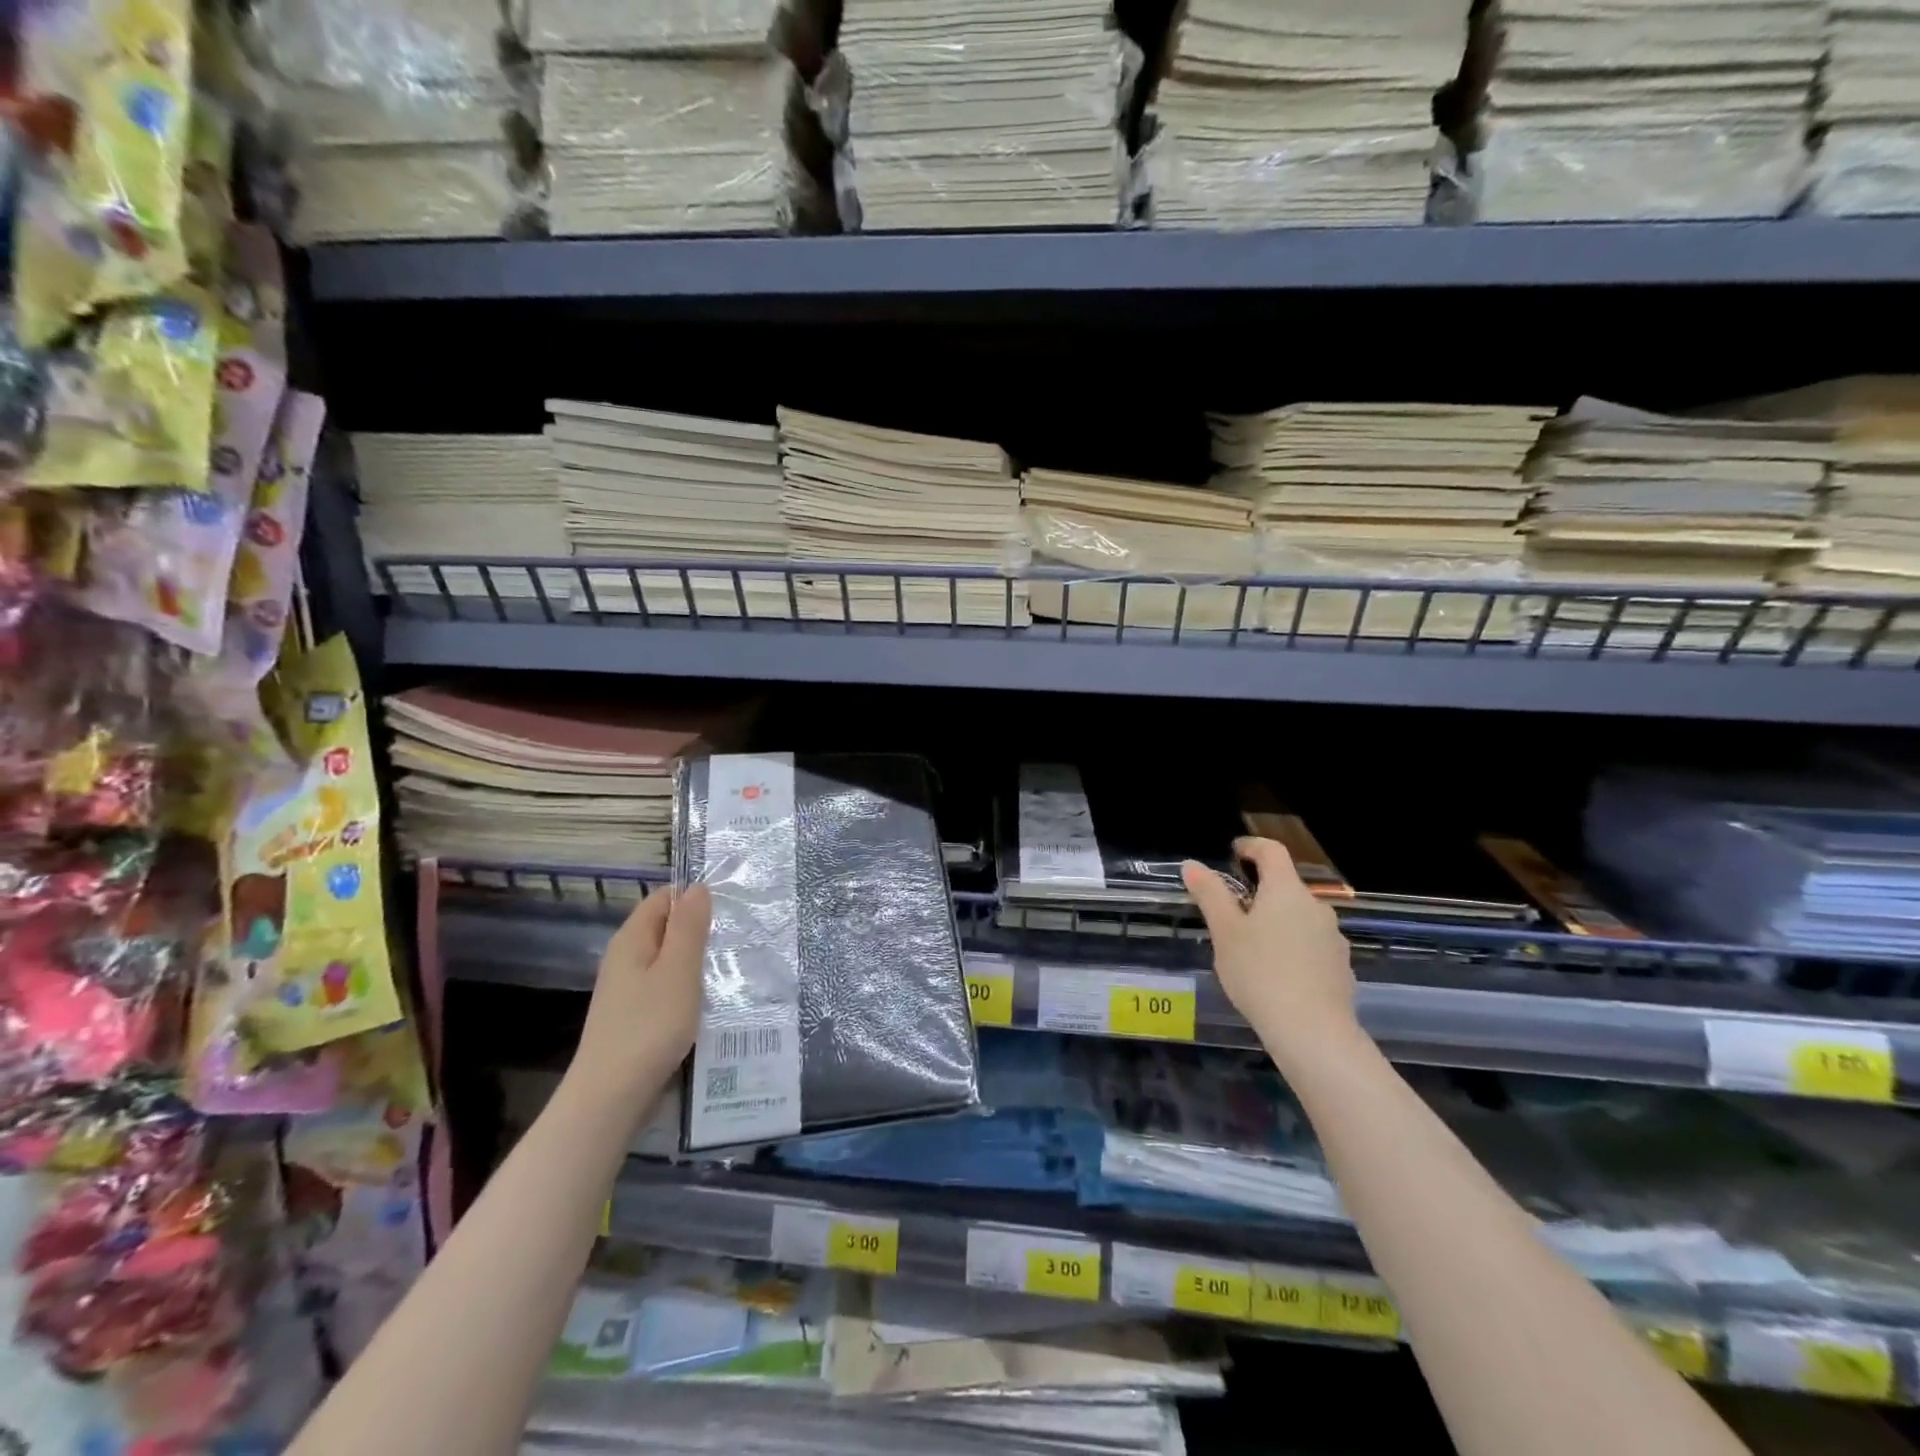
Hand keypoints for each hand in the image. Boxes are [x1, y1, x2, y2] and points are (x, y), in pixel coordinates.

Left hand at [569, 884, 711, 1115]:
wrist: (611, 1098)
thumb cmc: (649, 1027)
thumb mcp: (678, 970)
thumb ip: (689, 927)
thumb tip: (697, 887)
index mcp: (632, 939)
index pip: (664, 897)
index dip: (695, 897)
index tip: (730, 909)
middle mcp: (625, 958)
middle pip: (666, 928)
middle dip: (700, 930)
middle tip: (738, 939)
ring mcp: (628, 989)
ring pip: (668, 960)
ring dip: (696, 961)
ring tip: (731, 968)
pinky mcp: (635, 1016)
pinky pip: (666, 987)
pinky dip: (688, 987)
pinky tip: (709, 1001)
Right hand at [1182, 838, 1358, 1065]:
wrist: (1313, 1032)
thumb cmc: (1260, 972)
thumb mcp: (1225, 932)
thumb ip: (1210, 894)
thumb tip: (1192, 864)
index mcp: (1286, 891)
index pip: (1272, 852)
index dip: (1251, 846)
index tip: (1234, 852)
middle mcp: (1316, 907)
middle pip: (1286, 886)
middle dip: (1260, 891)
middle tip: (1232, 910)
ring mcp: (1333, 938)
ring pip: (1299, 917)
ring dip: (1277, 921)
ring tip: (1251, 946)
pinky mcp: (1340, 967)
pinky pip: (1311, 945)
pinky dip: (1292, 947)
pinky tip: (1276, 973)